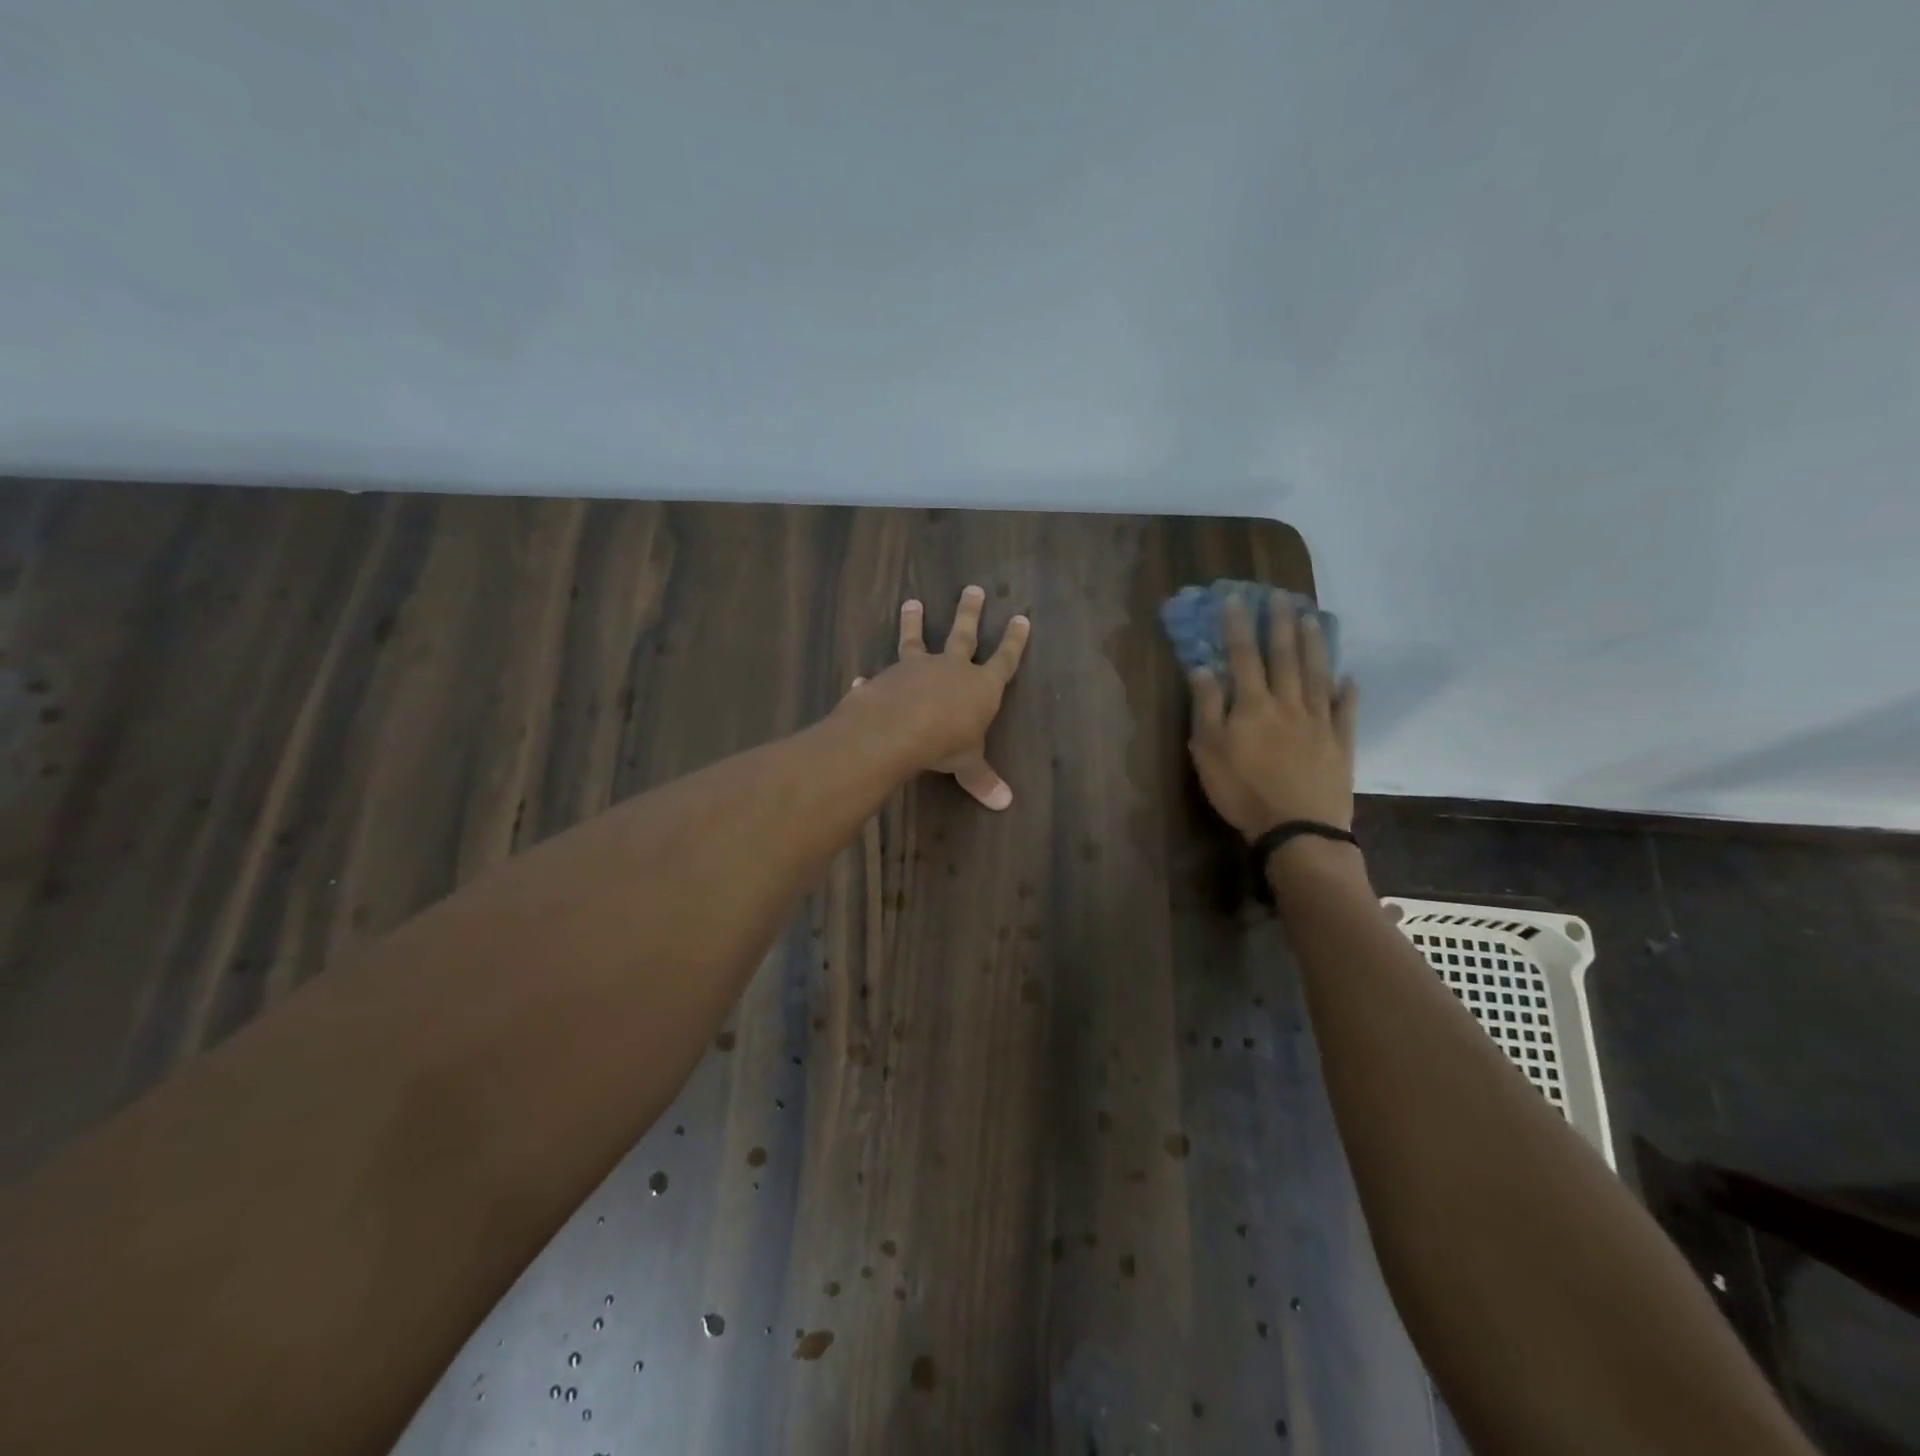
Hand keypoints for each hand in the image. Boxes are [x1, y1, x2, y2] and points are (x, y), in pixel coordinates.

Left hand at [843, 586, 1031, 809]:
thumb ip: (982, 779)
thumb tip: (1005, 803)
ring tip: (911, 602)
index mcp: (980, 686)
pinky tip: (861, 678)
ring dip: (914, 622)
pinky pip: (880, 676)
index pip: (1004, 660)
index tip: (1021, 618)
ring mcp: (916, 669)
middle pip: (964, 635)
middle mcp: (950, 669)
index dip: (1014, 641)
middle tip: (973, 588)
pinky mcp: (886, 677)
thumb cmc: (945, 743)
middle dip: (970, 613)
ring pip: (917, 639)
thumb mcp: (968, 764)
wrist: (897, 729)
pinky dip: (871, 679)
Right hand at [1187, 593, 1356, 840]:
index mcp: (1253, 705)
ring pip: (1316, 675)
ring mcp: (1319, 721)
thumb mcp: (1208, 751)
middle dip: (1280, 625)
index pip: (1243, 657)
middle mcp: (1288, 704)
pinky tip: (1348, 678)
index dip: (1238, 627)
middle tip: (1281, 597)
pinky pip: (1345, 710)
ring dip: (1313, 645)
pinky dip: (1347, 692)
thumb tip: (1202, 668)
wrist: (1297, 827)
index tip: (1237, 599)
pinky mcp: (1340, 743)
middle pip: (1284, 657)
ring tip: (1312, 619)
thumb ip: (1207, 707)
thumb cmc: (1242, 790)